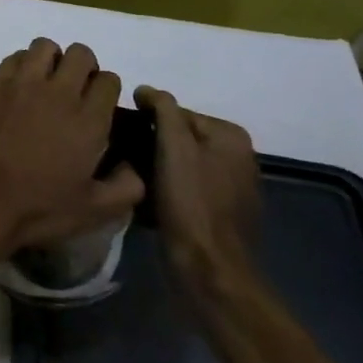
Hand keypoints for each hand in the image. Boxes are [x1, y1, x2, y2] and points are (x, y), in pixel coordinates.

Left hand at [0, 39, 144, 268]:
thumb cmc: (38, 208)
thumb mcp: (94, 211)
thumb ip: (126, 186)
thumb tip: (134, 166)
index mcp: (88, 120)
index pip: (109, 81)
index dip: (107, 90)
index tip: (98, 106)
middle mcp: (58, 92)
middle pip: (81, 54)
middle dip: (85, 67)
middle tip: (75, 90)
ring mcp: (23, 83)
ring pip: (46, 46)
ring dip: (52, 60)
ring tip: (46, 83)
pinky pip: (15, 57)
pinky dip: (23, 65)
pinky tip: (20, 88)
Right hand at [136, 86, 261, 300]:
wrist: (210, 273)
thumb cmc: (191, 203)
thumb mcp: (174, 145)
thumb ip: (163, 108)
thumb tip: (146, 90)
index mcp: (231, 136)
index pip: (177, 112)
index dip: (147, 121)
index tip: (123, 134)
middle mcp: (239, 158)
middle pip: (180, 138)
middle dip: (152, 144)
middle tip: (123, 155)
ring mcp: (233, 188)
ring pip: (181, 164)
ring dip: (157, 167)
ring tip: (132, 177)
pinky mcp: (222, 215)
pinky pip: (187, 189)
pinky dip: (168, 190)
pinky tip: (149, 200)